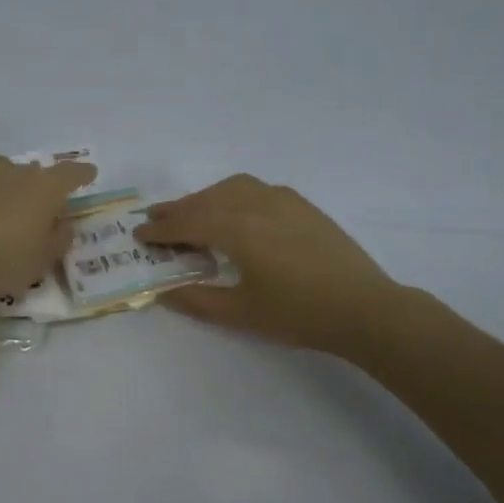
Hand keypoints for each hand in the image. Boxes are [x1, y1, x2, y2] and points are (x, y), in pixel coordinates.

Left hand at [0, 156, 95, 308]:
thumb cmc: (2, 264)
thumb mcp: (42, 261)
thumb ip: (59, 238)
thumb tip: (63, 223)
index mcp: (44, 188)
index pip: (71, 173)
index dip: (82, 173)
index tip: (89, 174)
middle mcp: (13, 172)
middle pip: (33, 172)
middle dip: (39, 186)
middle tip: (38, 209)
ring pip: (0, 170)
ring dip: (7, 184)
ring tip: (3, 207)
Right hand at [136, 175, 393, 353]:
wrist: (364, 307)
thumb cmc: (298, 314)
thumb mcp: (241, 313)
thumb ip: (197, 300)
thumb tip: (164, 293)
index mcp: (236, 228)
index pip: (187, 222)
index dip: (160, 230)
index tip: (139, 235)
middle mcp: (255, 203)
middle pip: (206, 200)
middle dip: (178, 209)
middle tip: (155, 219)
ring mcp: (282, 200)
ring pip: (231, 188)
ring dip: (205, 199)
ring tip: (192, 214)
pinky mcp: (301, 205)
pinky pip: (255, 189)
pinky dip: (233, 195)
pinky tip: (235, 212)